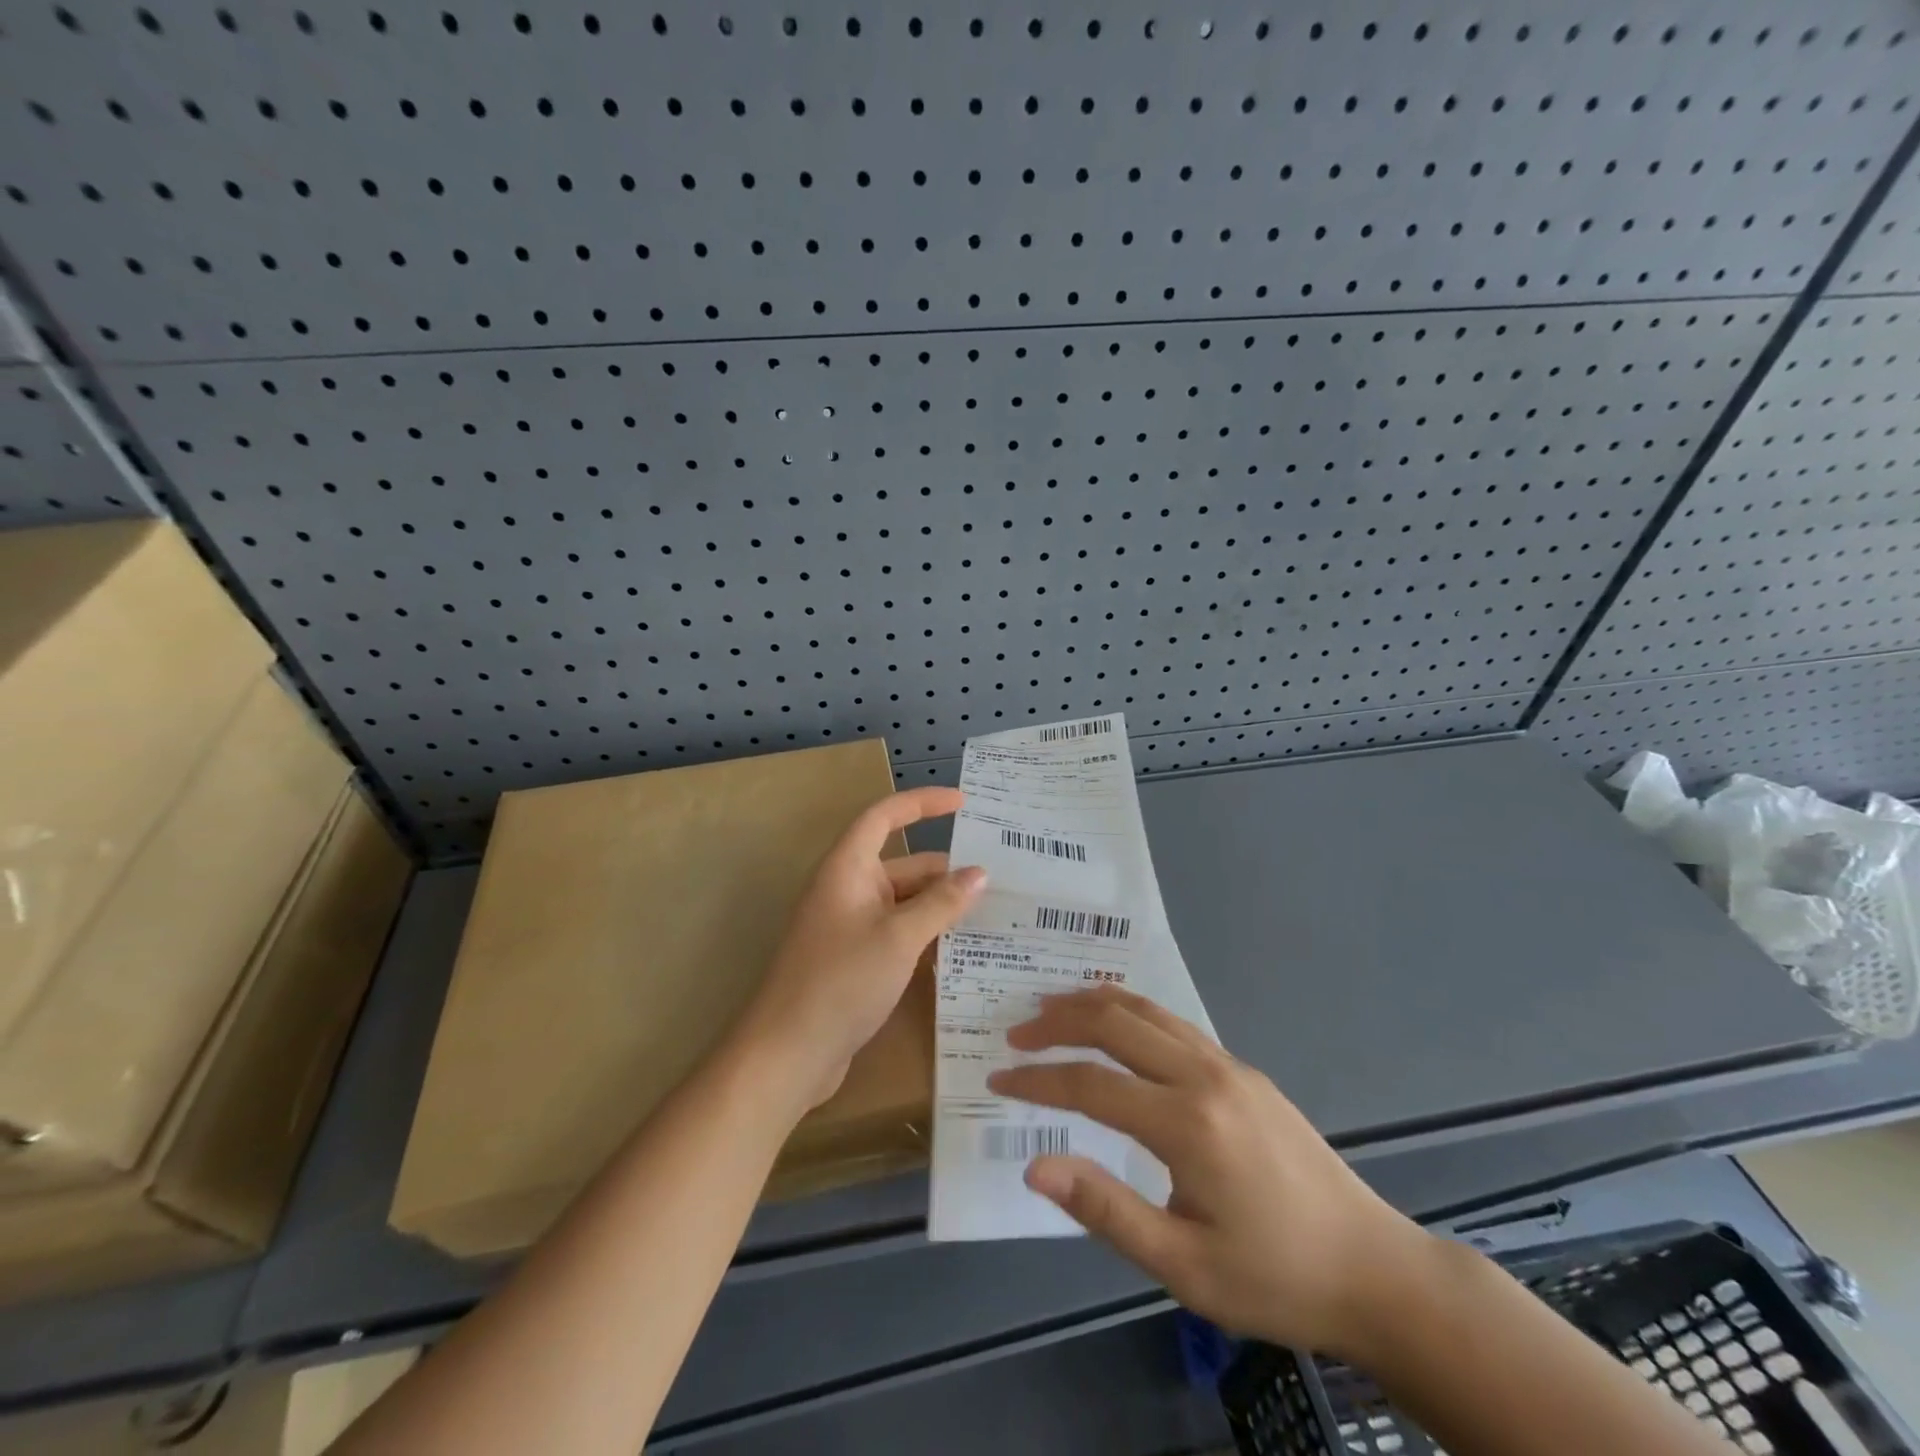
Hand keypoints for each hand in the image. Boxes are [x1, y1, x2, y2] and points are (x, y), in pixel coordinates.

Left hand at [735, 787, 984, 1109]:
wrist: (788, 1053)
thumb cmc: (841, 981)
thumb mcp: (899, 937)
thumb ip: (941, 903)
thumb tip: (979, 873)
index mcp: (848, 869)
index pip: (885, 817)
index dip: (922, 803)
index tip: (963, 803)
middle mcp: (847, 890)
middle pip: (902, 865)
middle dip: (945, 871)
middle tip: (998, 880)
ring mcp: (850, 927)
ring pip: (903, 903)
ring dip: (939, 907)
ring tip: (992, 915)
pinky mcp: (855, 960)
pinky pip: (897, 933)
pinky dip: (926, 936)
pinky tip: (961, 952)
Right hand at [987, 987, 1432, 1357]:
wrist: (1373, 1270)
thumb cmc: (1274, 1278)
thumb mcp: (1184, 1267)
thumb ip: (1105, 1209)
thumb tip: (1035, 1165)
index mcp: (1187, 1123)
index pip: (1090, 1084)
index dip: (1038, 1080)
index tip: (999, 1079)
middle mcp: (1204, 1075)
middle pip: (1115, 1023)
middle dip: (1057, 1022)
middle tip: (1017, 1033)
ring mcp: (1228, 1065)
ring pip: (1146, 1010)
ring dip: (1093, 1004)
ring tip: (1051, 1009)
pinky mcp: (1243, 1069)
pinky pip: (1173, 1023)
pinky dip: (1130, 1011)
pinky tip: (1115, 1024)